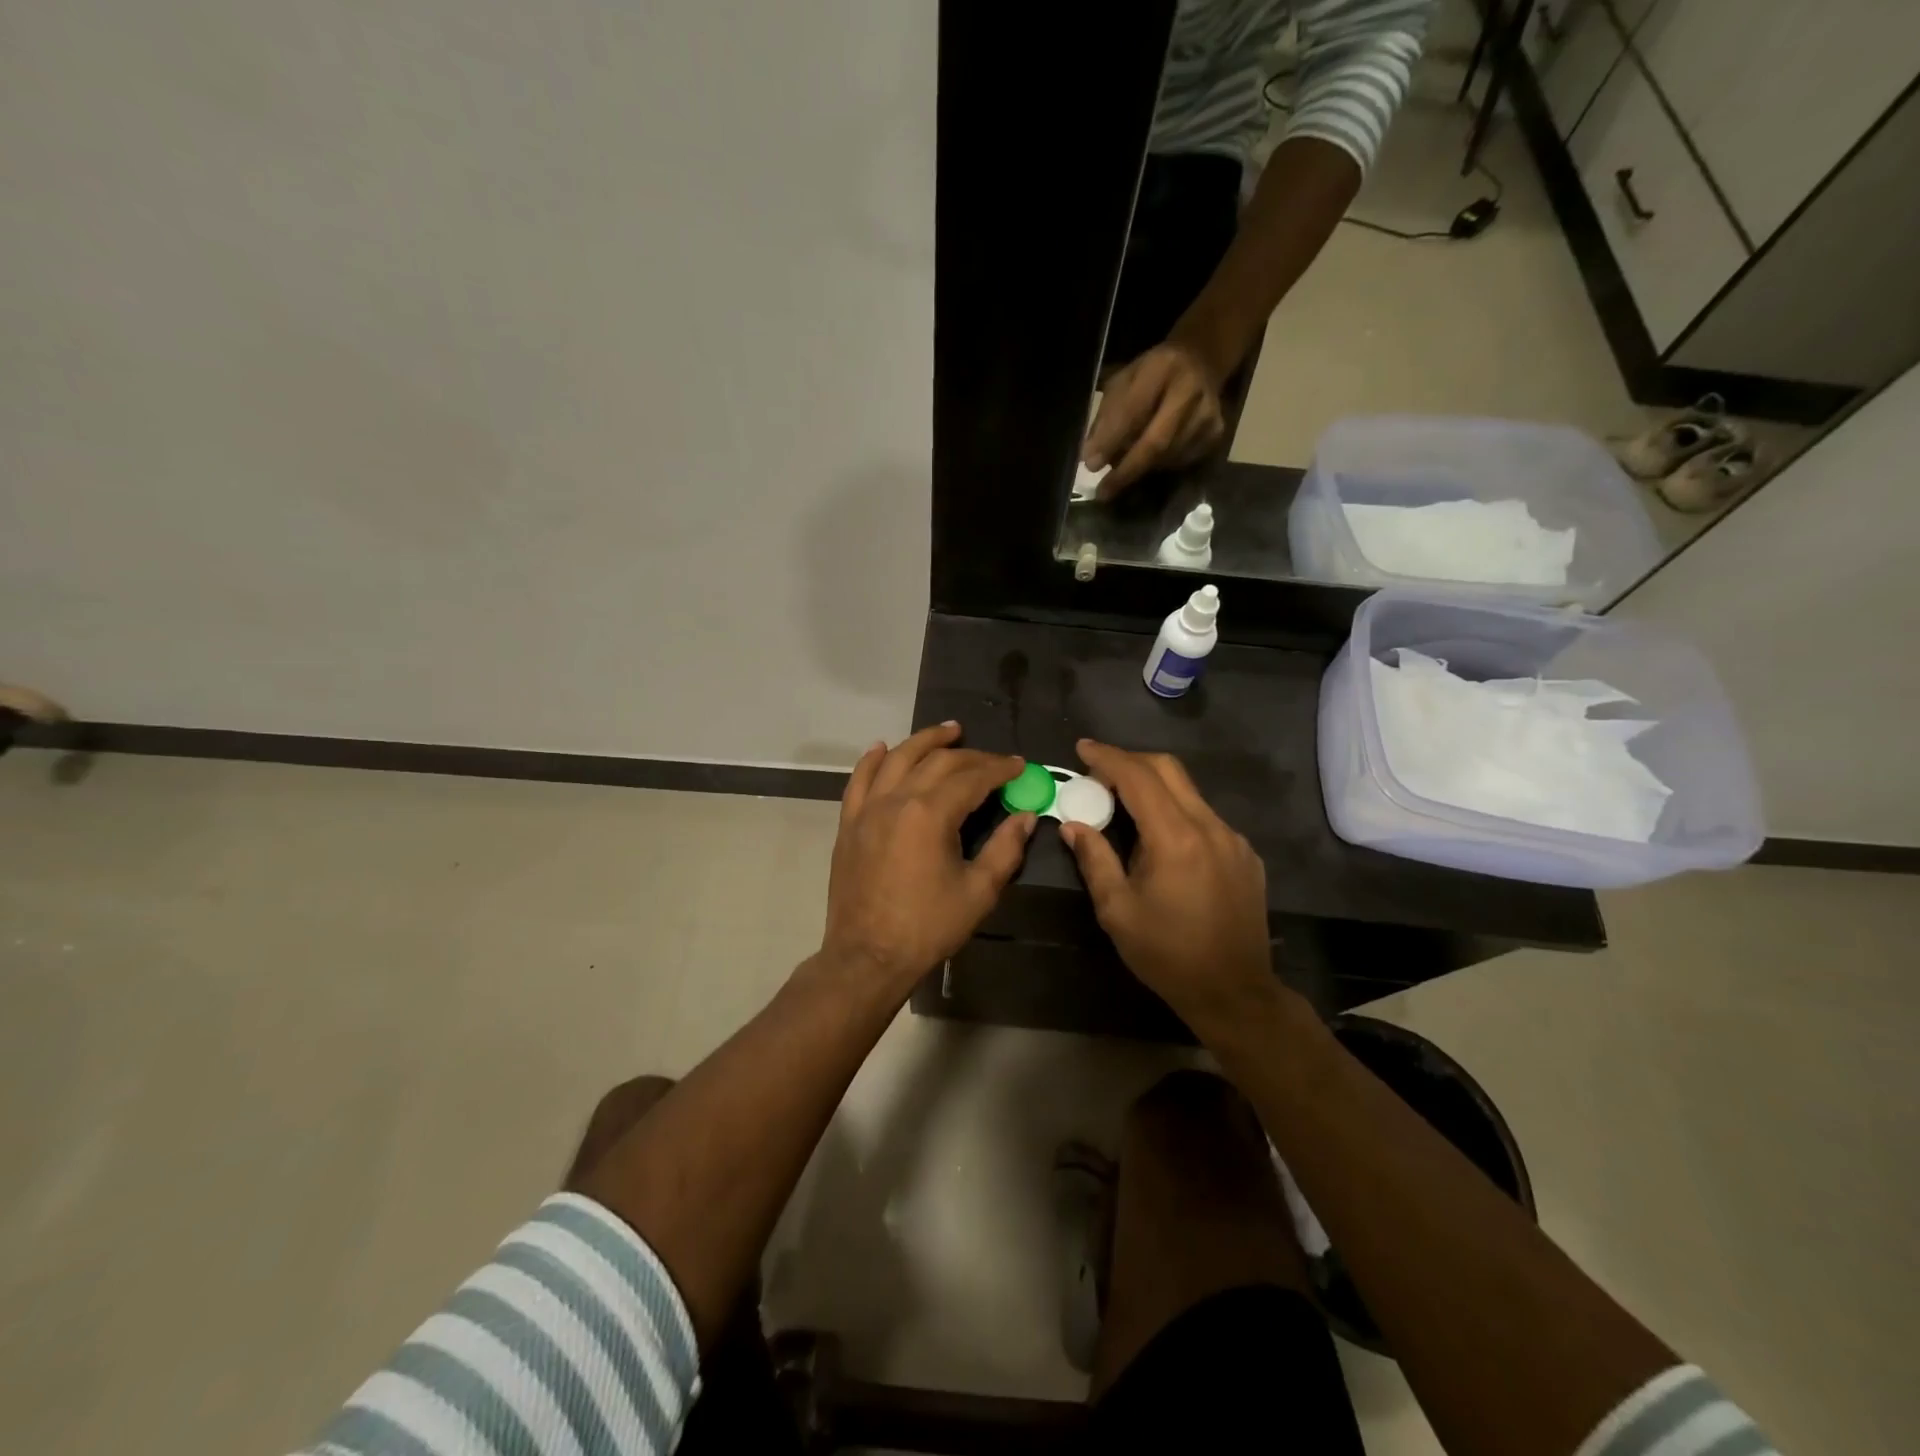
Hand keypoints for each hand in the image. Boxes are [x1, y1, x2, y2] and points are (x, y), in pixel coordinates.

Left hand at [820, 723, 1034, 995]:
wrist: (867, 957)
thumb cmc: (928, 927)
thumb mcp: (978, 892)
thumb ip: (1005, 848)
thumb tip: (1026, 816)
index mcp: (930, 814)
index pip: (972, 777)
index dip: (999, 768)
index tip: (1019, 766)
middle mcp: (897, 799)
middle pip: (937, 762)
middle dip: (970, 755)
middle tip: (993, 759)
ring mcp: (867, 809)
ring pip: (897, 759)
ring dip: (924, 741)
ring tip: (948, 732)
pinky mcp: (849, 823)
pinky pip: (859, 780)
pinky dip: (872, 760)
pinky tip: (883, 748)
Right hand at [1059, 740, 1274, 1030]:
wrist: (1235, 992)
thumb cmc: (1167, 954)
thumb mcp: (1117, 910)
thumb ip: (1094, 859)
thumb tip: (1073, 825)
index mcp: (1176, 838)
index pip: (1138, 778)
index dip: (1108, 758)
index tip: (1082, 748)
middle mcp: (1210, 827)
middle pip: (1169, 770)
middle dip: (1131, 761)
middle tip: (1099, 770)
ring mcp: (1233, 840)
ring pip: (1189, 792)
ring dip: (1154, 787)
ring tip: (1124, 806)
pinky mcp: (1245, 855)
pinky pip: (1205, 818)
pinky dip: (1176, 812)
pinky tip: (1161, 841)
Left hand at [1083, 343, 1225, 497]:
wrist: (1200, 360)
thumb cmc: (1151, 374)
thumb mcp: (1123, 382)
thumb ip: (1107, 417)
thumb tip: (1090, 457)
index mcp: (1162, 367)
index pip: (1133, 410)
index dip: (1111, 441)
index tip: (1090, 464)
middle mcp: (1191, 390)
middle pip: (1156, 442)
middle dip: (1127, 470)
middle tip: (1104, 491)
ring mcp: (1208, 413)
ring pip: (1167, 458)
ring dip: (1140, 469)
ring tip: (1124, 468)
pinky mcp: (1216, 432)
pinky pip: (1181, 462)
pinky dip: (1159, 467)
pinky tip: (1150, 460)